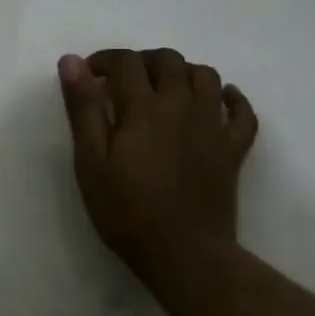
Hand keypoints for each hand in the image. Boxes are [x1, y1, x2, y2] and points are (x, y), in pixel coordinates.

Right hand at [57, 49, 258, 291]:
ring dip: (182, 72)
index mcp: (144, 107)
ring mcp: (213, 126)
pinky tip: (217, 101)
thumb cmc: (127, 211)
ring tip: (163, 89)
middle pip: (168, 60)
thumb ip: (83, 108)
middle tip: (122, 82)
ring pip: (206, 76)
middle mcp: (182, 105)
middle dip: (142, 61)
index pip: (126, 62)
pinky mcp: (234, 149)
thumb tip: (72, 61)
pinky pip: (242, 111)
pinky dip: (230, 98)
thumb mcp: (90, 161)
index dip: (104, 60)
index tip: (89, 75)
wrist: (184, 255)